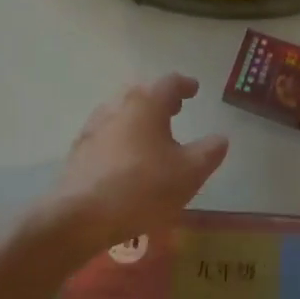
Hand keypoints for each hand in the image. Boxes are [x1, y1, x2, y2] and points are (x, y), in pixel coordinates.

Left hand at [43, 75, 229, 255]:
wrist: (81, 216)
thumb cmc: (143, 188)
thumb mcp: (189, 173)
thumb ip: (209, 152)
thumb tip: (219, 138)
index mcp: (145, 104)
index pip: (169, 83)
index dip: (185, 85)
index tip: (194, 90)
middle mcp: (116, 106)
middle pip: (141, 94)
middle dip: (160, 99)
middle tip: (176, 109)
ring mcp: (93, 127)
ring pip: (121, 113)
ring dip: (139, 118)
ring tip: (153, 135)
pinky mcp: (79, 150)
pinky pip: (107, 134)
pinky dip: (122, 137)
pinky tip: (127, 158)